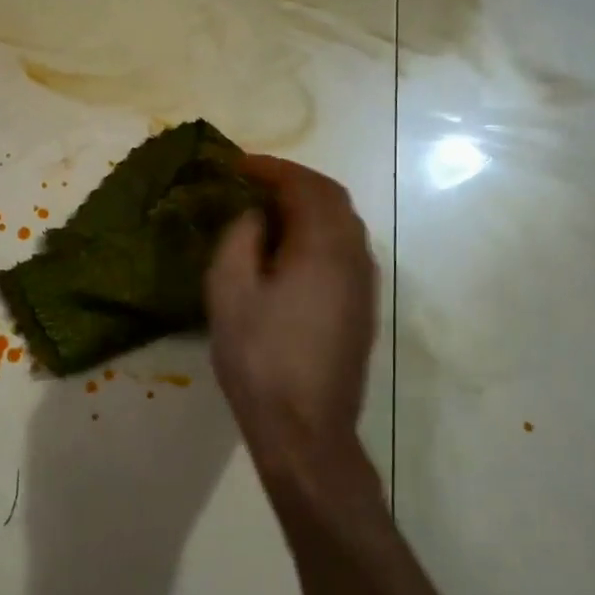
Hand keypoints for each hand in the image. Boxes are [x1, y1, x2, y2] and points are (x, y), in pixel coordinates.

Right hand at [205, 156, 379, 490]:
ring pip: (343, 224)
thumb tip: (257, 215)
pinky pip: (344, 250)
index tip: (238, 165)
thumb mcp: (230, 291)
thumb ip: (241, 238)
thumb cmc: (260, 358)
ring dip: (308, 207)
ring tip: (267, 212)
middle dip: (293, 182)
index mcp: (324, 247)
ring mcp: (364, 284)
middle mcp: (355, 256)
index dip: (271, 168)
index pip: (304, 186)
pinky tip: (289, 252)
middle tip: (253, 182)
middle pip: (332, 198)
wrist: (305, 429)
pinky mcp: (362, 308)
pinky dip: (318, 233)